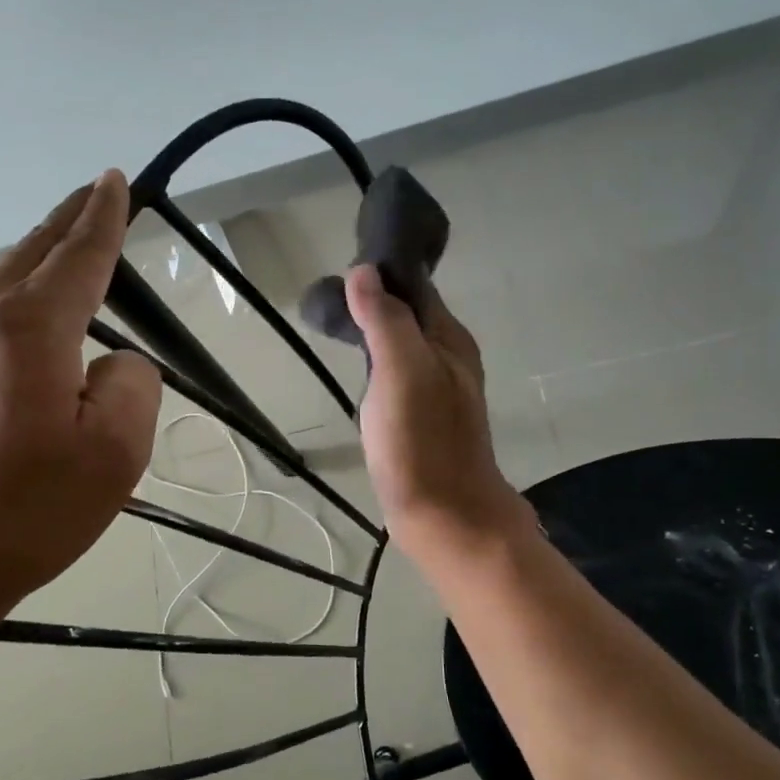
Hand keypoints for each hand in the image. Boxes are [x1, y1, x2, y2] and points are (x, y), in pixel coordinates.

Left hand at [0, 172, 160, 640]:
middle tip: (97, 194)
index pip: (79, 254)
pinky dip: (18, 297)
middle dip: (69, 219)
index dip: (104, 216)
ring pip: (4, 280)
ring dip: (43, 259)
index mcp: (30, 328)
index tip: (115, 181)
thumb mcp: (113, 454)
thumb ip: (131, 385)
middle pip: (33, 251)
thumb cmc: (24, 512)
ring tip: (72, 250)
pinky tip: (31, 318)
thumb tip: (111, 364)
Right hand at [344, 266, 532, 559]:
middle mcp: (449, 358)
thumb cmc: (422, 442)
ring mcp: (437, 390)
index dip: (383, 271)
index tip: (343, 264)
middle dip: (375, 298)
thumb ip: (386, 320)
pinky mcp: (422, 418)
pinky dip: (377, 360)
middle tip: (330, 297)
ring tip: (336, 322)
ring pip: (403, 344)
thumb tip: (364, 271)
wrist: (446, 516)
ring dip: (375, 329)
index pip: (416, 286)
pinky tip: (358, 369)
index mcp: (449, 339)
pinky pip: (398, 373)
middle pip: (410, 314)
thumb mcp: (402, 371)